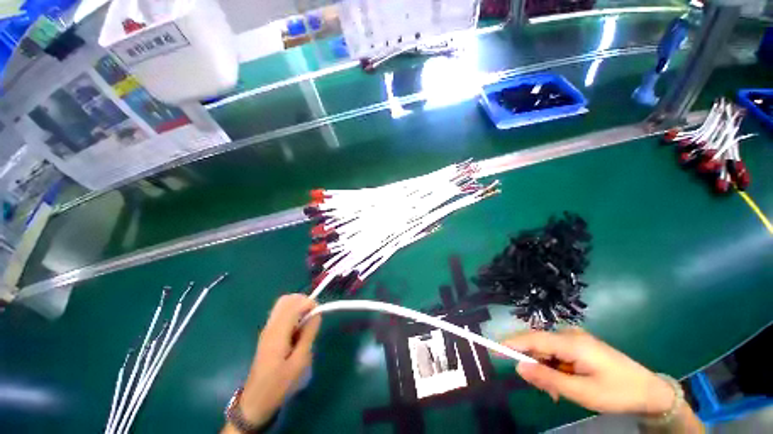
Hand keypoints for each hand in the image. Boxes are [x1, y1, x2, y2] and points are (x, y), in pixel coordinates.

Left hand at [238, 294, 321, 425]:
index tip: (318, 315)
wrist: (255, 400)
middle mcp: (271, 325)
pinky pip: (281, 313)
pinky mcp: (268, 333)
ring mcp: (267, 328)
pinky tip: (297, 329)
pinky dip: (292, 313)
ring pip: (283, 304)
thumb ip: (308, 334)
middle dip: (303, 301)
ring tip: (306, 322)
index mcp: (278, 332)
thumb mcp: (299, 362)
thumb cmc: (279, 384)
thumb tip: (316, 314)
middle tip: (313, 316)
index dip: (310, 304)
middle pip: (287, 299)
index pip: (294, 303)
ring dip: (298, 306)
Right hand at [503, 328, 674, 415]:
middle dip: (534, 365)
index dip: (511, 342)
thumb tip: (518, 367)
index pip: (532, 338)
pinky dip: (555, 369)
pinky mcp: (579, 346)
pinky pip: (557, 354)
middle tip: (545, 391)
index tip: (494, 348)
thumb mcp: (582, 392)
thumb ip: (548, 379)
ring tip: (558, 393)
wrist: (650, 391)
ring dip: (546, 370)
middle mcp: (569, 335)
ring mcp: (575, 339)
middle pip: (538, 345)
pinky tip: (565, 384)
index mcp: (571, 342)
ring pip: (547, 351)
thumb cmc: (617, 392)